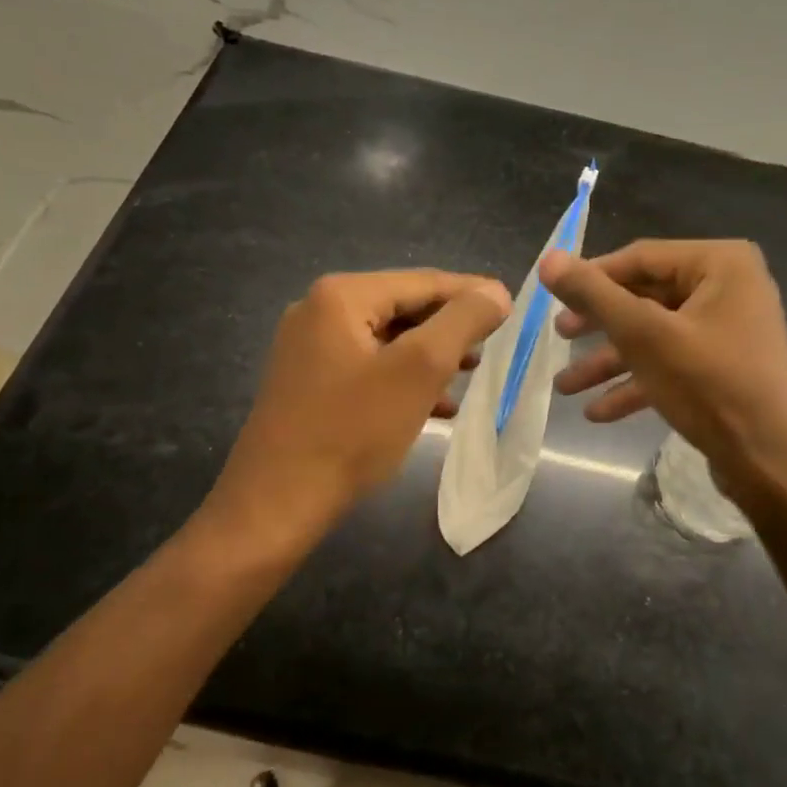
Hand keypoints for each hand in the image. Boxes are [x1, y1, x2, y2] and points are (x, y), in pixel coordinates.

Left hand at [210, 270, 511, 531]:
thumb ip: (462, 321)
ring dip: (430, 355)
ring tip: (469, 372)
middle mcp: (319, 310)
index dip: (471, 294)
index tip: (510, 308)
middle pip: (404, 307)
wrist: (275, 505)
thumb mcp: (419, 370)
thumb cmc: (352, 431)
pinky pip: (368, 367)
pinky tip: (436, 405)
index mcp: (342, 296)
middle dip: (450, 328)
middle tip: (492, 347)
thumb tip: (496, 292)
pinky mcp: (308, 382)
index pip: (423, 282)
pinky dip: (403, 379)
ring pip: (388, 340)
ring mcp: (309, 347)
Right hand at [540, 240, 786, 514]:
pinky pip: (673, 363)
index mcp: (721, 263)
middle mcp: (730, 287)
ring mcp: (729, 329)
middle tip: (558, 338)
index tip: (552, 299)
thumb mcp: (644, 336)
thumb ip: (594, 295)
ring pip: (656, 335)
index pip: (640, 258)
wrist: (774, 464)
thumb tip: (549, 259)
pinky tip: (599, 411)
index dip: (592, 277)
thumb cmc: (710, 386)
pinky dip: (638, 383)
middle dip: (599, 326)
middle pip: (646, 297)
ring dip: (611, 361)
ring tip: (565, 387)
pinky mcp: (726, 367)